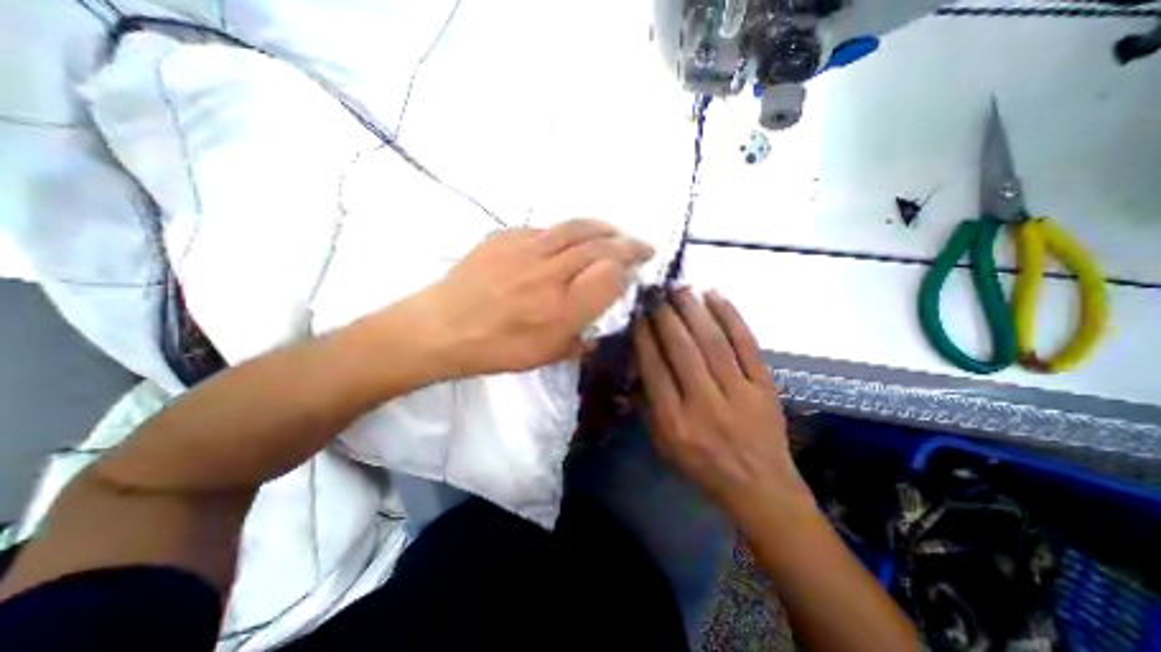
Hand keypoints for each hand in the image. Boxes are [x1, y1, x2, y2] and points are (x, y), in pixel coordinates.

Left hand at [418, 219, 652, 377]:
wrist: (442, 328)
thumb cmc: (496, 349)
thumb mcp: (545, 357)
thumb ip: (579, 342)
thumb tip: (597, 331)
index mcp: (561, 310)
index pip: (610, 276)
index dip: (628, 271)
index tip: (634, 273)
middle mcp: (549, 274)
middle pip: (600, 246)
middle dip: (628, 244)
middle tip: (642, 246)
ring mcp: (525, 249)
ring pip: (575, 228)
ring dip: (602, 228)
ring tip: (614, 231)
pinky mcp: (505, 236)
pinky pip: (544, 229)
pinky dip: (564, 233)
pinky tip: (565, 241)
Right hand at [635, 291, 808, 523]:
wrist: (759, 486)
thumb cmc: (702, 466)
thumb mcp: (663, 444)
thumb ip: (648, 405)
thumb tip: (638, 363)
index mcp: (675, 421)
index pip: (654, 368)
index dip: (644, 336)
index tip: (638, 313)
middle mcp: (704, 404)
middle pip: (682, 349)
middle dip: (665, 315)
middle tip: (656, 292)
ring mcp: (738, 392)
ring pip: (712, 342)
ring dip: (694, 310)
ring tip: (679, 288)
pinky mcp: (764, 386)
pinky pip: (746, 344)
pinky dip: (731, 317)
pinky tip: (715, 296)